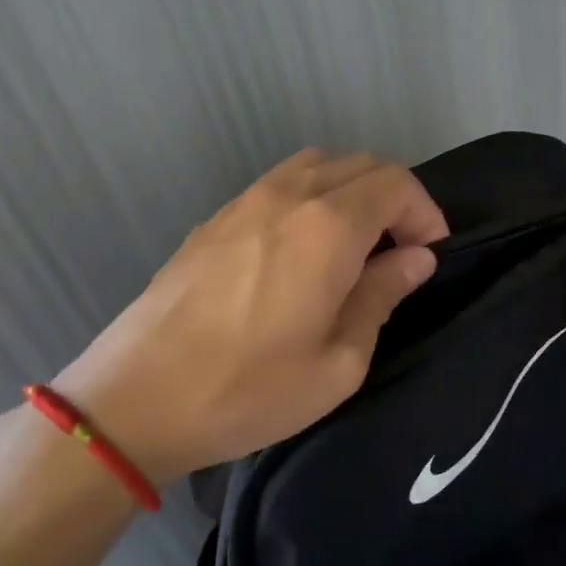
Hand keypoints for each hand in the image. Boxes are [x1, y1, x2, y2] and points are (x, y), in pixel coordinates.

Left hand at [53, 149, 447, 487]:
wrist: (134, 400)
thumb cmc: (248, 390)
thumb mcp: (338, 362)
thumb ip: (382, 296)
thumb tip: (415, 259)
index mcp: (328, 228)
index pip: (396, 185)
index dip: (425, 212)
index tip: (431, 253)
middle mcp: (289, 196)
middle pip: (362, 164)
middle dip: (395, 198)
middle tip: (401, 250)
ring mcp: (245, 201)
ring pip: (319, 164)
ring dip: (352, 191)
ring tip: (356, 243)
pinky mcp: (215, 218)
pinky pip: (280, 183)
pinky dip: (311, 197)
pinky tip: (303, 248)